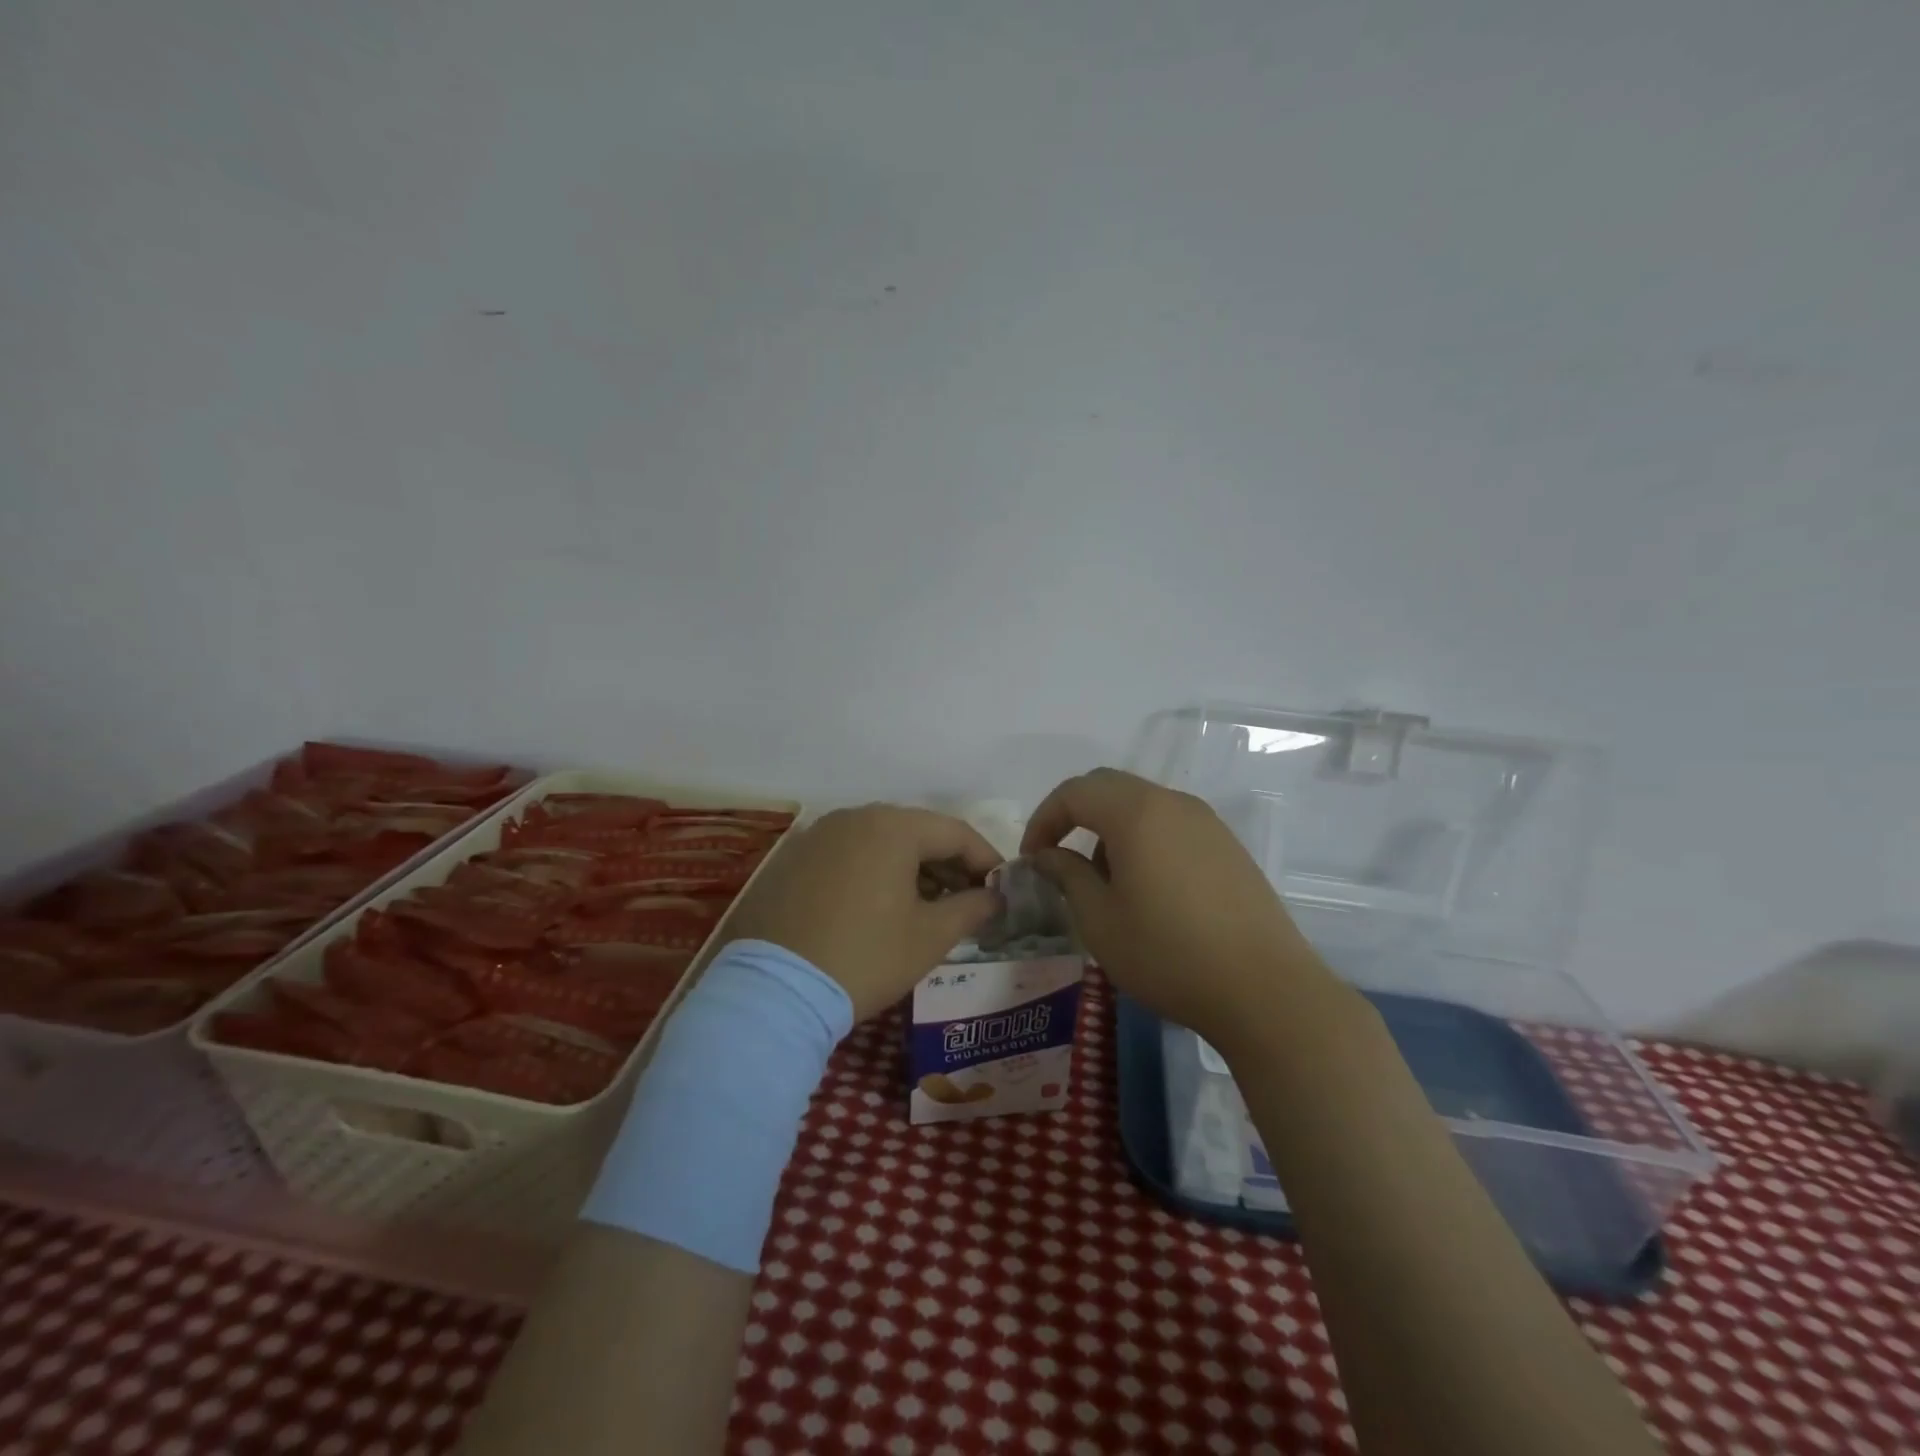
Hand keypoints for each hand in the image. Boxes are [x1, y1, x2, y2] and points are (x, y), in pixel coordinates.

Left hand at [725, 805, 1003, 1020]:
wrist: (775, 991)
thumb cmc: (866, 957)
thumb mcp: (930, 937)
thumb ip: (971, 908)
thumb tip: (994, 897)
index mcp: (892, 826)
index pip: (955, 832)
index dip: (985, 859)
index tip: (1002, 888)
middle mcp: (853, 817)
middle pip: (916, 832)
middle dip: (949, 864)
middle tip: (969, 899)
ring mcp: (818, 835)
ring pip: (880, 842)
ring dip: (912, 868)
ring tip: (930, 906)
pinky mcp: (793, 859)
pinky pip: (848, 855)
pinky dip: (874, 872)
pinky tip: (881, 906)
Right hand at [1020, 768, 1333, 1052]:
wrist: (1265, 990)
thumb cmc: (1168, 954)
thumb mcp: (1100, 920)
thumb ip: (1067, 876)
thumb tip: (1048, 856)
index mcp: (1136, 813)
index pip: (1075, 792)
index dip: (1044, 819)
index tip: (1032, 858)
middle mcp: (1173, 803)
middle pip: (1109, 787)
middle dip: (1075, 816)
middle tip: (1059, 857)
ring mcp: (1207, 822)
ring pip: (1143, 805)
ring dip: (1110, 829)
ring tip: (1104, 881)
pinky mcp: (1229, 847)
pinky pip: (1172, 825)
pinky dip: (1144, 840)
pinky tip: (1148, 889)